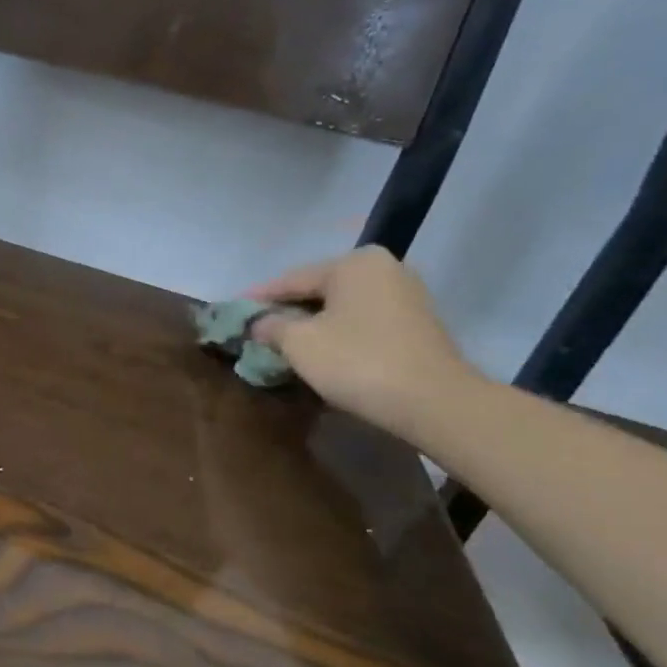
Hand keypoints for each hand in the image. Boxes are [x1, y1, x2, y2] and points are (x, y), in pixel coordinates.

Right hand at [242, 247, 480, 433]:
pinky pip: (363, 322)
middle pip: (319, 291)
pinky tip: (321, 352)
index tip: (233, 311)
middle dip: (287, 311)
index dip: (259, 298)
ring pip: (342, 308)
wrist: (434, 402)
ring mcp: (406, 296)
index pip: (292, 279)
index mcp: (354, 263)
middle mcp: (384, 269)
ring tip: (284, 343)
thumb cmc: (357, 362)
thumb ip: (271, 326)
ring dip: (313, 324)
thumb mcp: (298, 343)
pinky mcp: (417, 325)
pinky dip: (338, 334)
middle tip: (257, 329)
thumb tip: (258, 323)